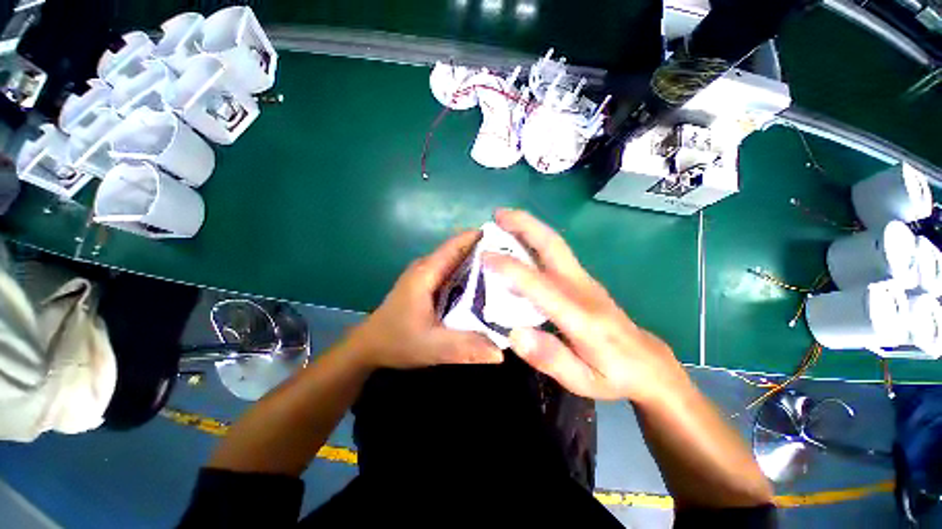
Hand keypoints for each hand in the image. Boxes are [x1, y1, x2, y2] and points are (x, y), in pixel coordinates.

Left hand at [346, 230, 503, 369]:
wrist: (369, 347)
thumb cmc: (397, 341)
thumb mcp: (431, 347)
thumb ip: (464, 348)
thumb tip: (501, 353)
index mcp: (426, 273)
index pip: (455, 245)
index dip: (478, 237)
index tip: (506, 237)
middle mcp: (426, 268)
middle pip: (459, 251)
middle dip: (485, 252)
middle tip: (514, 258)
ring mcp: (425, 276)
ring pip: (456, 262)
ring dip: (478, 264)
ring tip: (505, 269)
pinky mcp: (426, 285)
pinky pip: (452, 274)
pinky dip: (468, 276)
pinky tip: (485, 286)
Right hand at [482, 209, 689, 402]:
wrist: (650, 365)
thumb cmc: (614, 376)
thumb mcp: (583, 381)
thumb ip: (549, 357)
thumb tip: (514, 332)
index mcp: (581, 316)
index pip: (539, 284)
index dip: (510, 268)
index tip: (484, 255)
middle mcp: (583, 289)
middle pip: (553, 246)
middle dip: (525, 225)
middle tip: (498, 214)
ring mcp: (585, 281)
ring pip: (555, 245)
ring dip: (530, 227)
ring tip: (504, 219)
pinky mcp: (585, 280)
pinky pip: (557, 254)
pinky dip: (536, 240)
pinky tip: (520, 241)